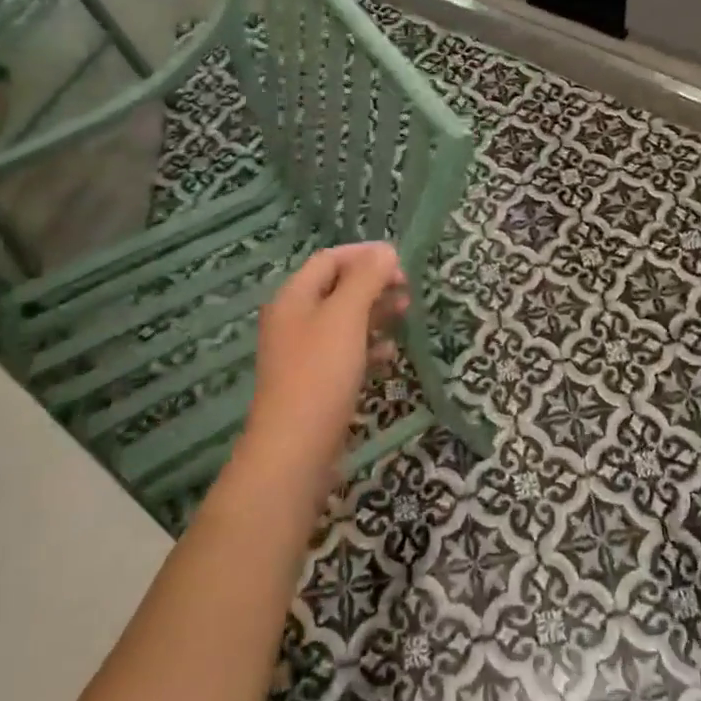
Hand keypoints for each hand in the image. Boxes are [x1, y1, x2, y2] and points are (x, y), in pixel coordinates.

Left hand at [237, 243, 407, 493]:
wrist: (295, 449)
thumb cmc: (320, 373)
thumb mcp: (345, 317)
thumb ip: (366, 279)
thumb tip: (385, 251)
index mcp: (293, 297)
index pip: (329, 259)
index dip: (364, 254)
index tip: (400, 260)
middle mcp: (294, 320)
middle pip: (337, 288)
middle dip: (373, 283)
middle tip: (407, 287)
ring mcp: (303, 353)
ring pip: (344, 320)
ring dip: (375, 312)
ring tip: (406, 313)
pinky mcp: (316, 382)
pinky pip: (345, 351)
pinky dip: (369, 345)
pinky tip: (390, 353)